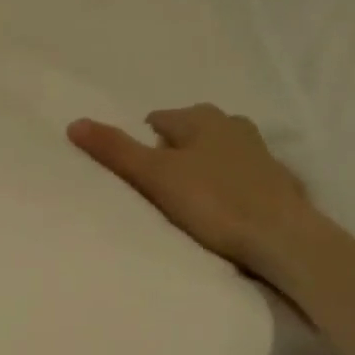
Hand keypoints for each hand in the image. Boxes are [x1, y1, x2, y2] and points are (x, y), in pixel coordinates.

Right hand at [68, 104, 309, 271]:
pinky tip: (220, 208)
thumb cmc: (212, 202)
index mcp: (201, 118)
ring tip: (187, 199)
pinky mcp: (275, 180)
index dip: (143, 144)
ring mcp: (259, 151)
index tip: (137, 173)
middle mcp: (233, 124)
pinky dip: (226, 184)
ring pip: (217, 152)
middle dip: (173, 152)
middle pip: (190, 133)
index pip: (159, 120)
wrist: (279, 235)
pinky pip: (239, 175)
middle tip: (158, 187)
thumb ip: (115, 151)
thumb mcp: (154, 176)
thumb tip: (74, 123)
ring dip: (201, 167)